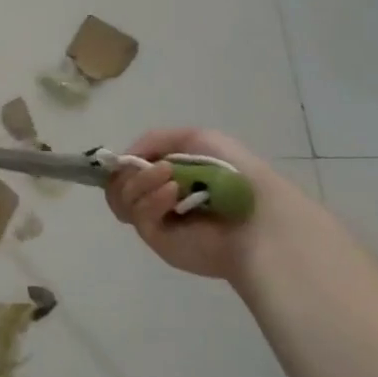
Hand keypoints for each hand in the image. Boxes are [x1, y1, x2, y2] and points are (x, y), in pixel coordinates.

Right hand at [105, 128, 335, 286]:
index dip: (123, 162)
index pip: (127, 168)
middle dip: (131, 171)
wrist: (260, 216)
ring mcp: (155, 219)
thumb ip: (154, 139)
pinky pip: (137, 215)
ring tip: (171, 178)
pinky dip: (152, 200)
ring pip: (120, 198)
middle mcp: (156, 197)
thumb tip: (126, 158)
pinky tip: (174, 194)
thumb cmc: (233, 173)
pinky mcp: (156, 238)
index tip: (126, 157)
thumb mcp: (197, 138)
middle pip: (117, 184)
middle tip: (155, 167)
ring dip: (141, 181)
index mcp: (166, 175)